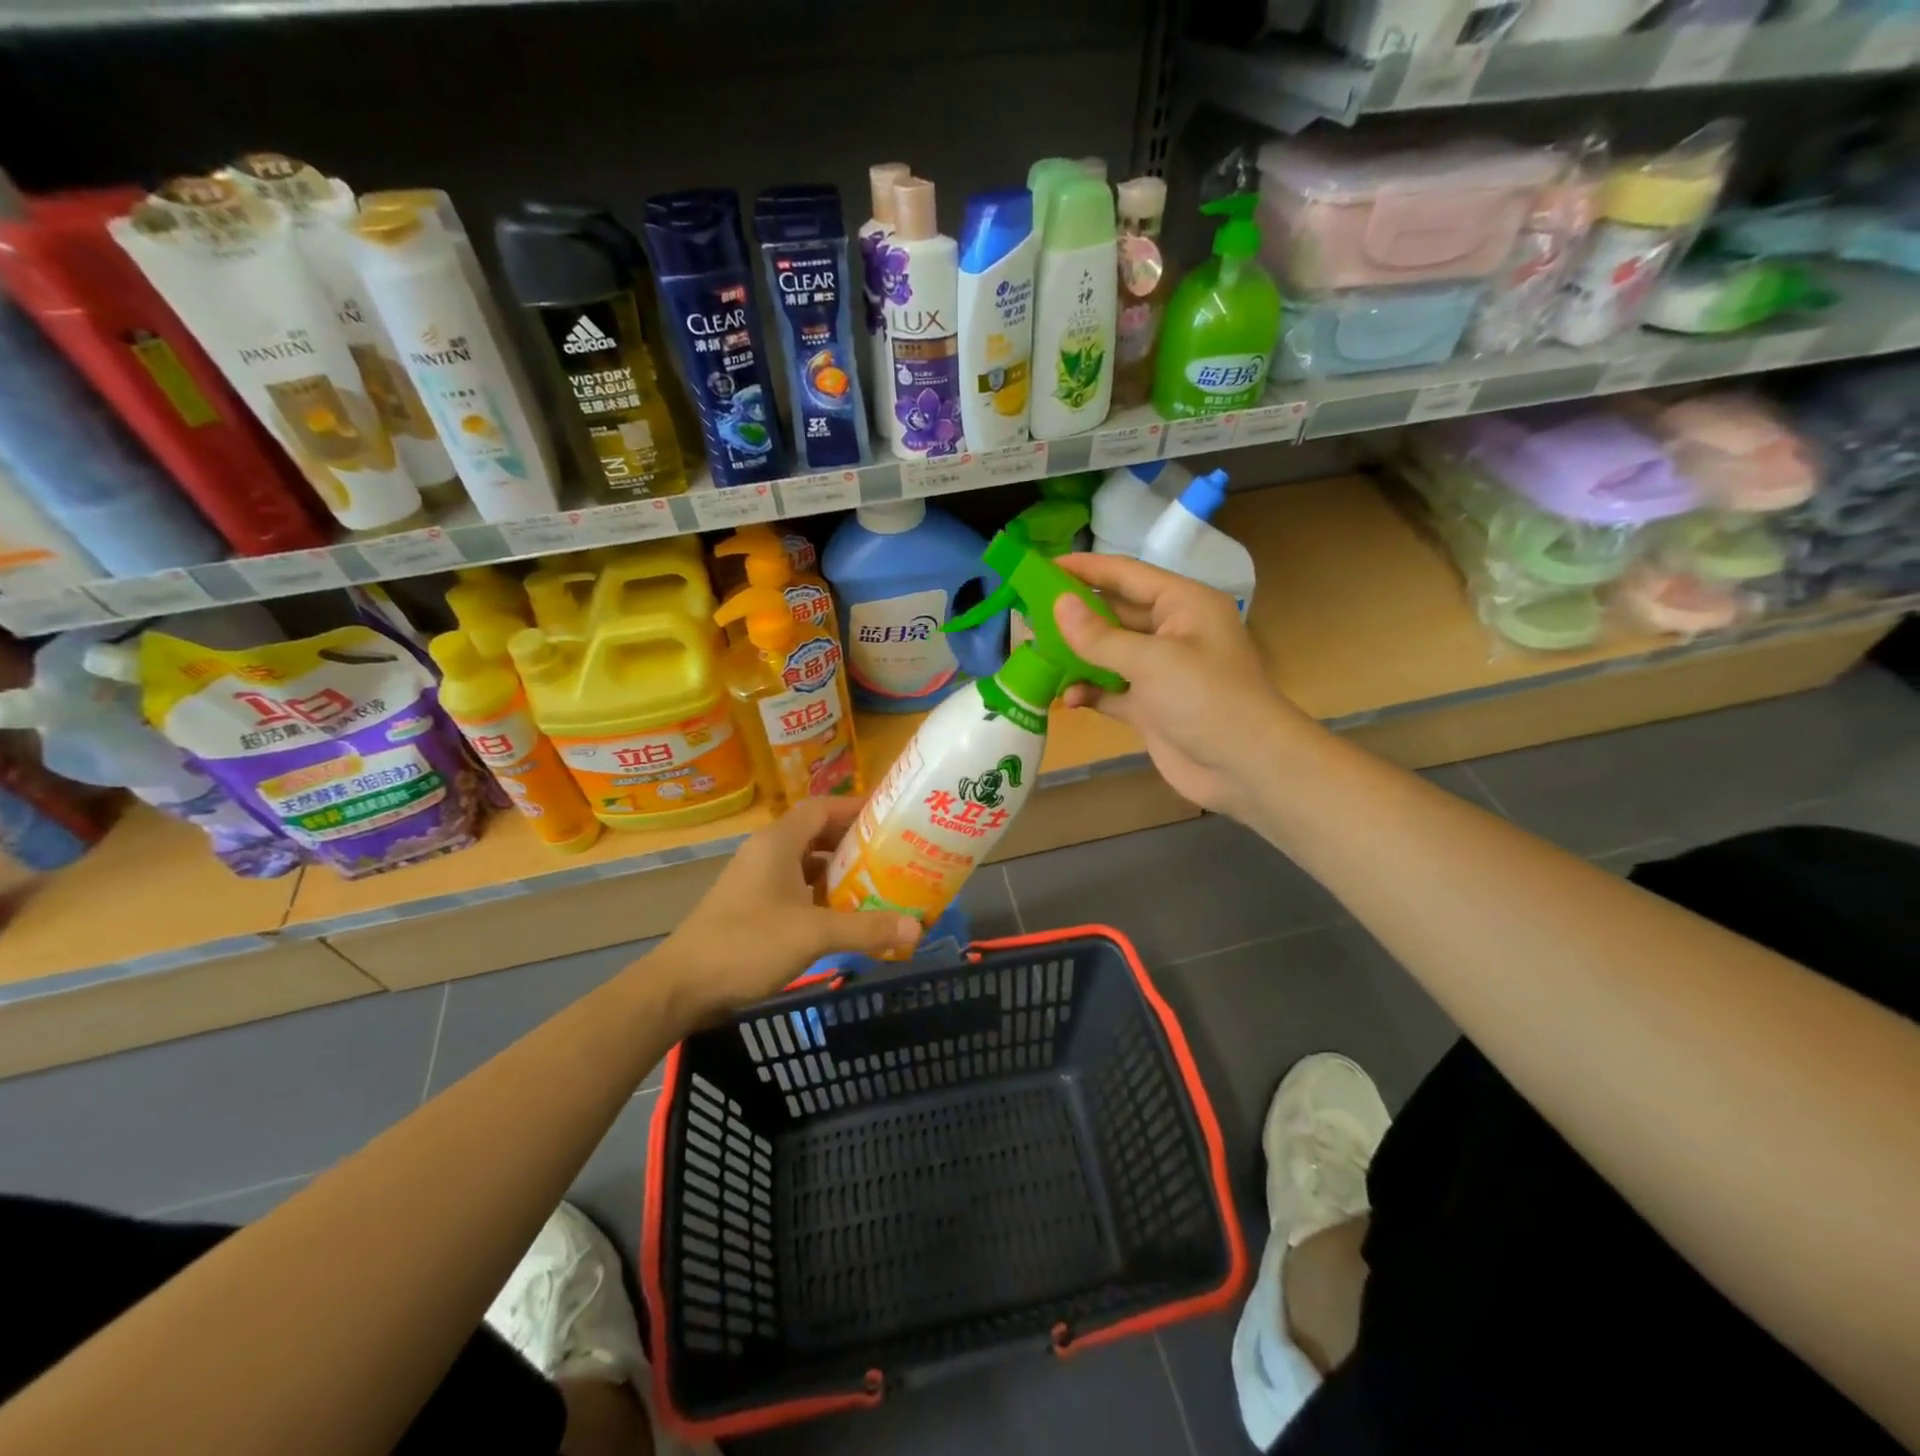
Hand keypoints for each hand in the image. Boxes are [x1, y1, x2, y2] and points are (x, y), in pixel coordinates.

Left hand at [657, 797, 921, 1023]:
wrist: (680, 987)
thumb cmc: (746, 945)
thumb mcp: (813, 934)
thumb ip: (866, 928)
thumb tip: (917, 929)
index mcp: (778, 843)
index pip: (822, 807)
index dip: (856, 807)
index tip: (891, 817)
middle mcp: (766, 853)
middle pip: (816, 833)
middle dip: (854, 841)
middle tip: (893, 853)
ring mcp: (756, 880)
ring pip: (806, 863)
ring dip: (838, 871)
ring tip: (877, 883)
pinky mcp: (751, 906)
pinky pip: (795, 888)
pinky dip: (821, 894)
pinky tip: (843, 916)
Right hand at [1053, 553, 1308, 815]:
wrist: (1246, 767)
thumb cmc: (1206, 699)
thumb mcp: (1152, 661)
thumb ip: (1100, 636)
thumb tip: (1058, 605)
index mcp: (1182, 604)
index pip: (1125, 574)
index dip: (1084, 568)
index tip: (1042, 566)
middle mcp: (1171, 631)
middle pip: (1113, 613)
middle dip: (1073, 615)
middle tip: (1027, 613)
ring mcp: (1159, 672)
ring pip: (1108, 653)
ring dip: (1076, 656)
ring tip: (1035, 655)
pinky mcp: (1150, 707)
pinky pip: (1110, 690)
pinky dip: (1089, 692)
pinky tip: (1066, 699)